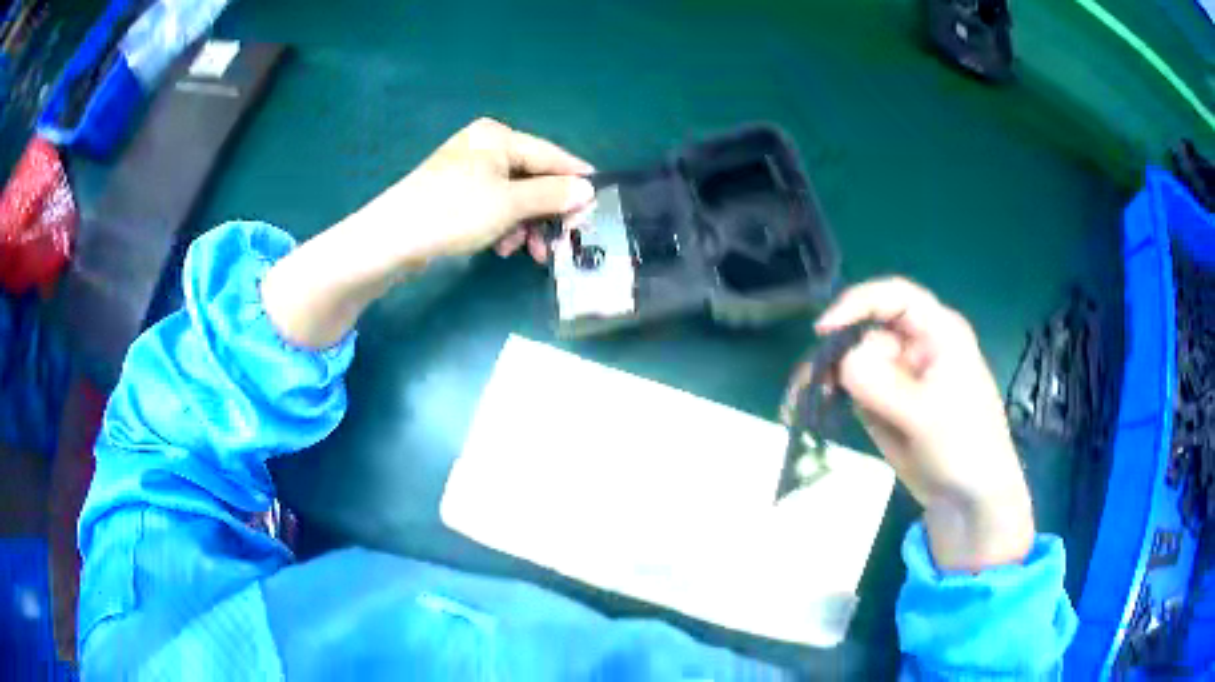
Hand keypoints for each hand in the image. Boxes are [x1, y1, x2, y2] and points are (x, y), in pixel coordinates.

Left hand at [261, 118, 594, 348]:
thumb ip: (553, 195)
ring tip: (528, 252)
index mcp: (497, 137)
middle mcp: (484, 147)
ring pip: (514, 197)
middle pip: (532, 177)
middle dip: (547, 212)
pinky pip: (493, 206)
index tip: (599, 203)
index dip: (576, 180)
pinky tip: (502, 247)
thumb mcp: (510, 204)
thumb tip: (589, 190)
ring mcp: (467, 171)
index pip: (550, 155)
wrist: (392, 238)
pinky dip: (503, 226)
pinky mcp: (455, 194)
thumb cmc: (453, 212)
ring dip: (526, 225)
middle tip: (564, 240)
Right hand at [792, 277, 1033, 571]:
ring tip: (805, 399)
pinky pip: (853, 387)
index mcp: (938, 332)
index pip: (895, 296)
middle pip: (867, 328)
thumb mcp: (925, 415)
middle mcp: (916, 345)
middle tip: (810, 383)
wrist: (969, 498)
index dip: (858, 303)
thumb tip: (840, 362)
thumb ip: (883, 386)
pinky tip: (818, 406)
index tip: (824, 331)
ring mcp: (900, 375)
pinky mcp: (886, 402)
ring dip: (828, 373)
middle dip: (837, 349)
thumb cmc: (964, 447)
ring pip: (854, 358)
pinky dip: (833, 393)